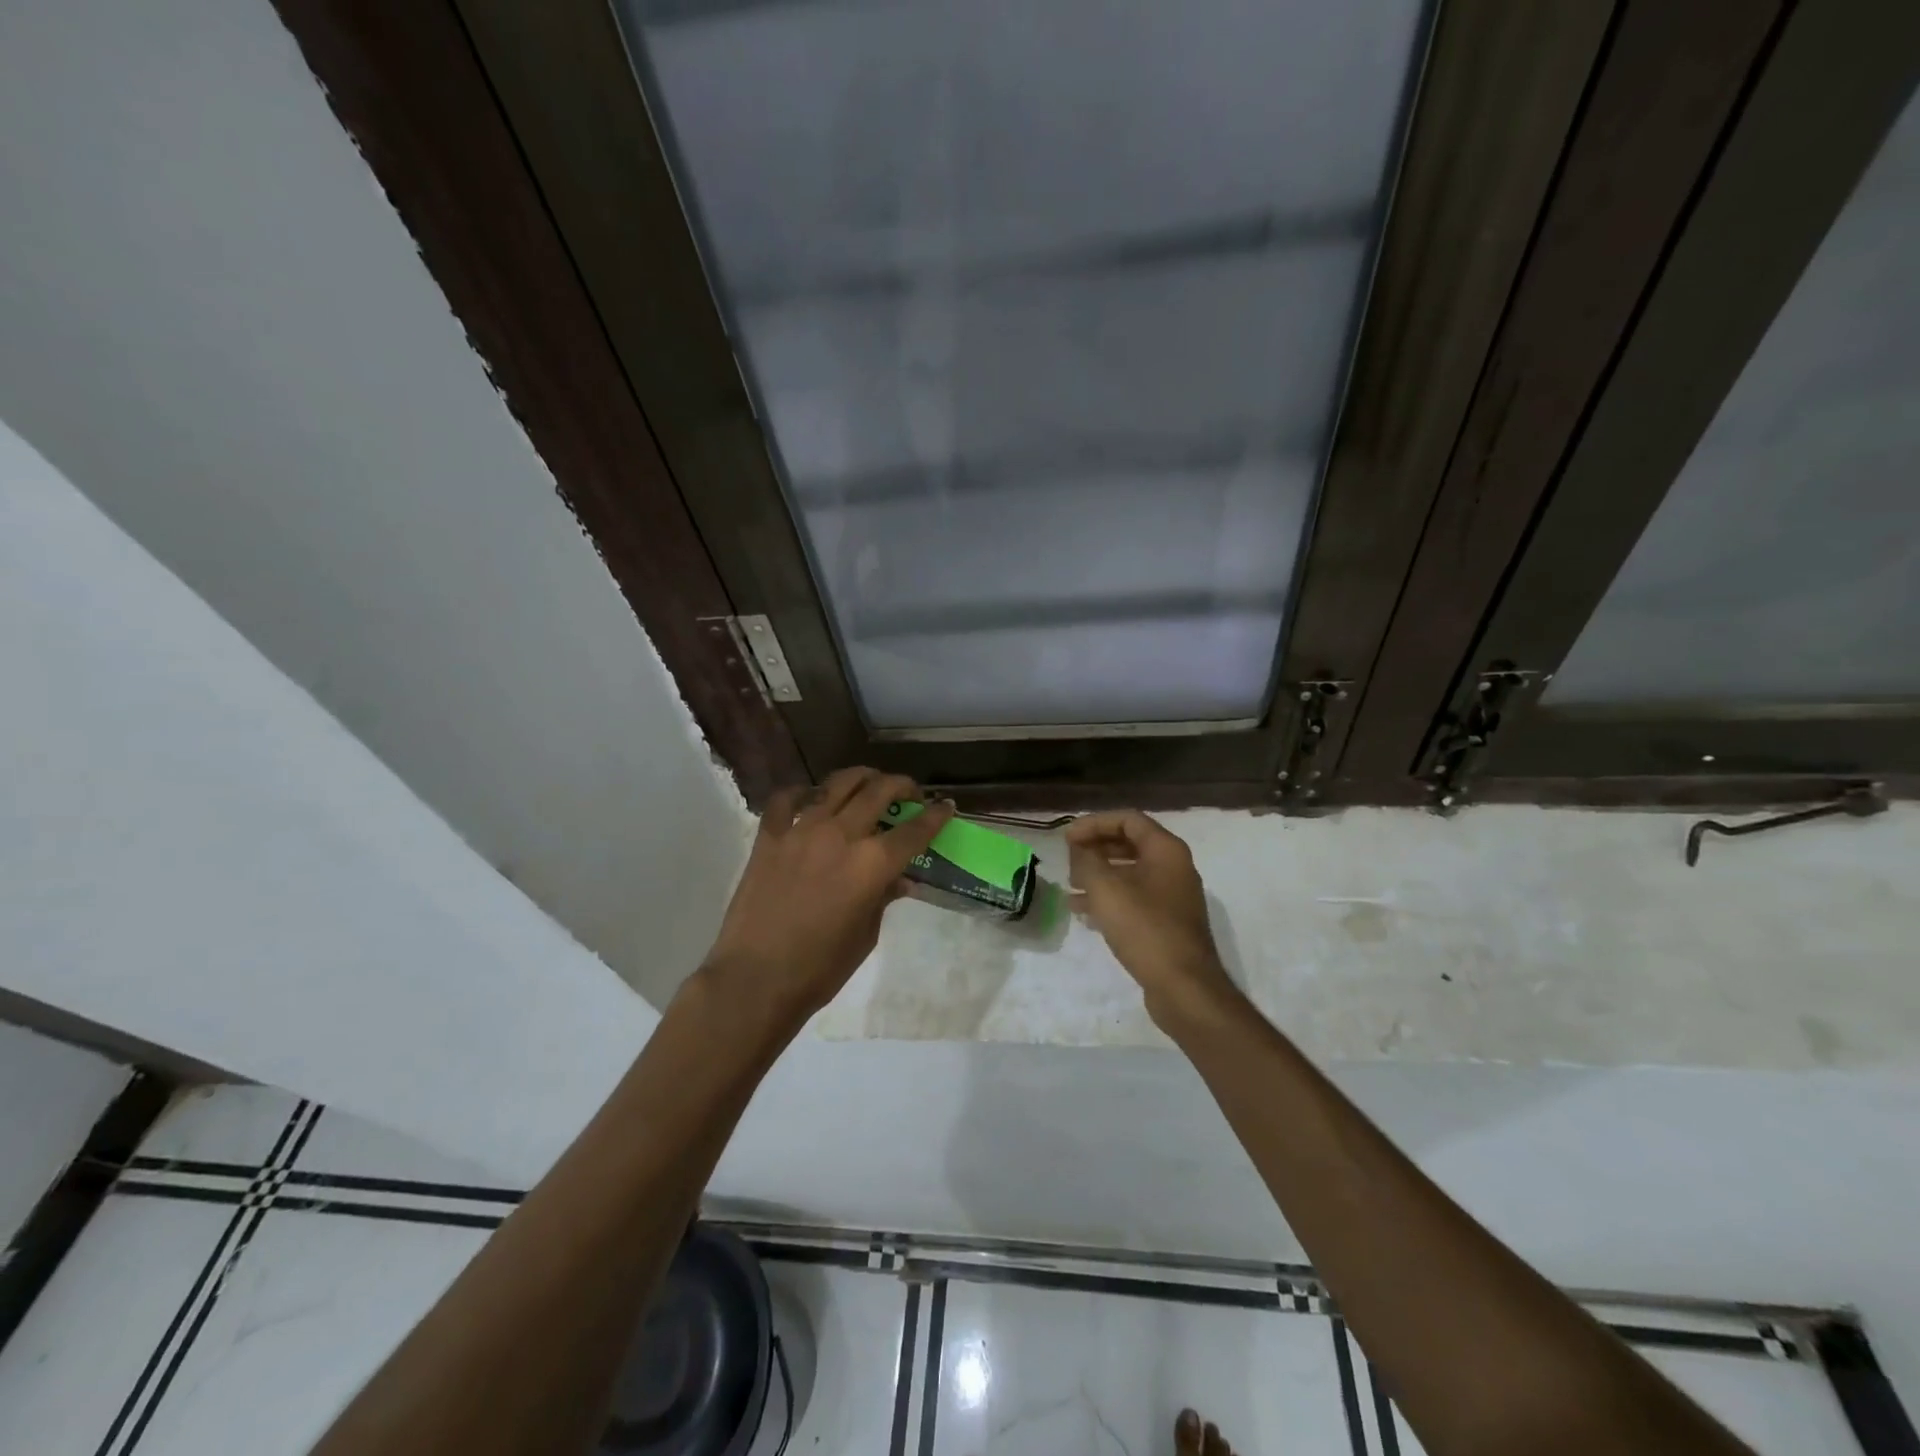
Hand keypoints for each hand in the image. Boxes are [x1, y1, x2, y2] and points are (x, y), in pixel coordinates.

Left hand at [701, 768, 954, 1030]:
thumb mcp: (865, 935)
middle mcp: (841, 835)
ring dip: (861, 778)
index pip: (914, 830)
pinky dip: (803, 793)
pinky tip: (812, 799)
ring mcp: (802, 830)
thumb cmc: (820, 968)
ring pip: (838, 783)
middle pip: (879, 791)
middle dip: (902, 785)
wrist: (755, 979)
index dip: (935, 815)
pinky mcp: (769, 836)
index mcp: (872, 864)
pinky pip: (788, 799)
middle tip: (909, 792)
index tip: (946, 805)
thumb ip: (883, 898)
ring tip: (868, 783)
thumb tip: (899, 879)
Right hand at [1066, 810, 1239, 1027]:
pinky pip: (1134, 897)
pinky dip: (1109, 897)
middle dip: (1096, 848)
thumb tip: (1078, 848)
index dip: (1094, 823)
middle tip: (1068, 859)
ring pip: (1130, 872)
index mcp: (1166, 850)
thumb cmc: (1145, 929)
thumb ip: (1087, 861)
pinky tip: (1084, 911)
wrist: (1184, 988)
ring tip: (1070, 885)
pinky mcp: (1167, 922)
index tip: (1067, 838)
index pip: (1128, 819)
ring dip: (1099, 874)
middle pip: (1129, 844)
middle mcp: (1174, 867)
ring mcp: (1173, 896)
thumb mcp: (1106, 890)